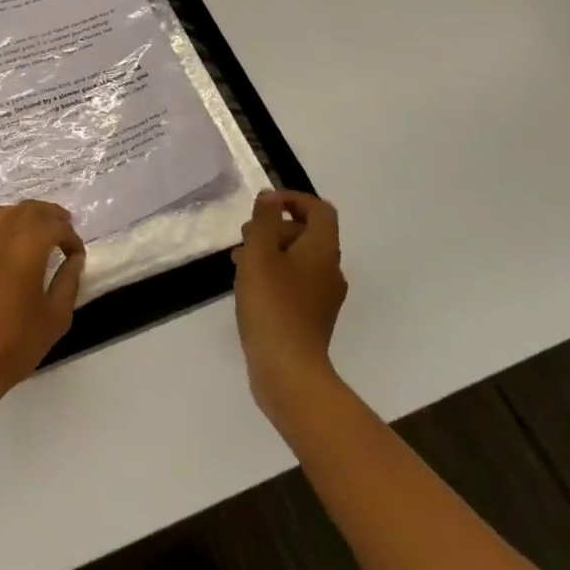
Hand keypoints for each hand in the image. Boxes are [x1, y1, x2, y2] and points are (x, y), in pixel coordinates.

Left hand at [0, 201, 85, 414]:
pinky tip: (17, 244)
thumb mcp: (55, 317)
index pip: (54, 227)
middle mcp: (2, 238)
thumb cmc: (15, 344)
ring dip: (28, 214)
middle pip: (29, 210)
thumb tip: (75, 259)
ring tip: (42, 230)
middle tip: (66, 228)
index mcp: (26, 249)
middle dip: (51, 215)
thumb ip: (68, 282)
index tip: (78, 254)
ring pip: (6, 212)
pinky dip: (8, 223)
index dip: (71, 237)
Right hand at [233, 190, 347, 426]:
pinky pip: (295, 282)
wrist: (289, 372)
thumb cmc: (273, 305)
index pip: (319, 210)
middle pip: (308, 233)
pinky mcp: (312, 318)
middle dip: (275, 226)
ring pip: (298, 259)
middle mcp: (330, 269)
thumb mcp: (260, 254)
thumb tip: (271, 197)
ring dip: (271, 251)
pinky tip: (249, 286)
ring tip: (239, 260)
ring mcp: (323, 296)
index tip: (264, 204)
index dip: (293, 199)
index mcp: (323, 249)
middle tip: (245, 234)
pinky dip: (274, 274)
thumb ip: (264, 221)